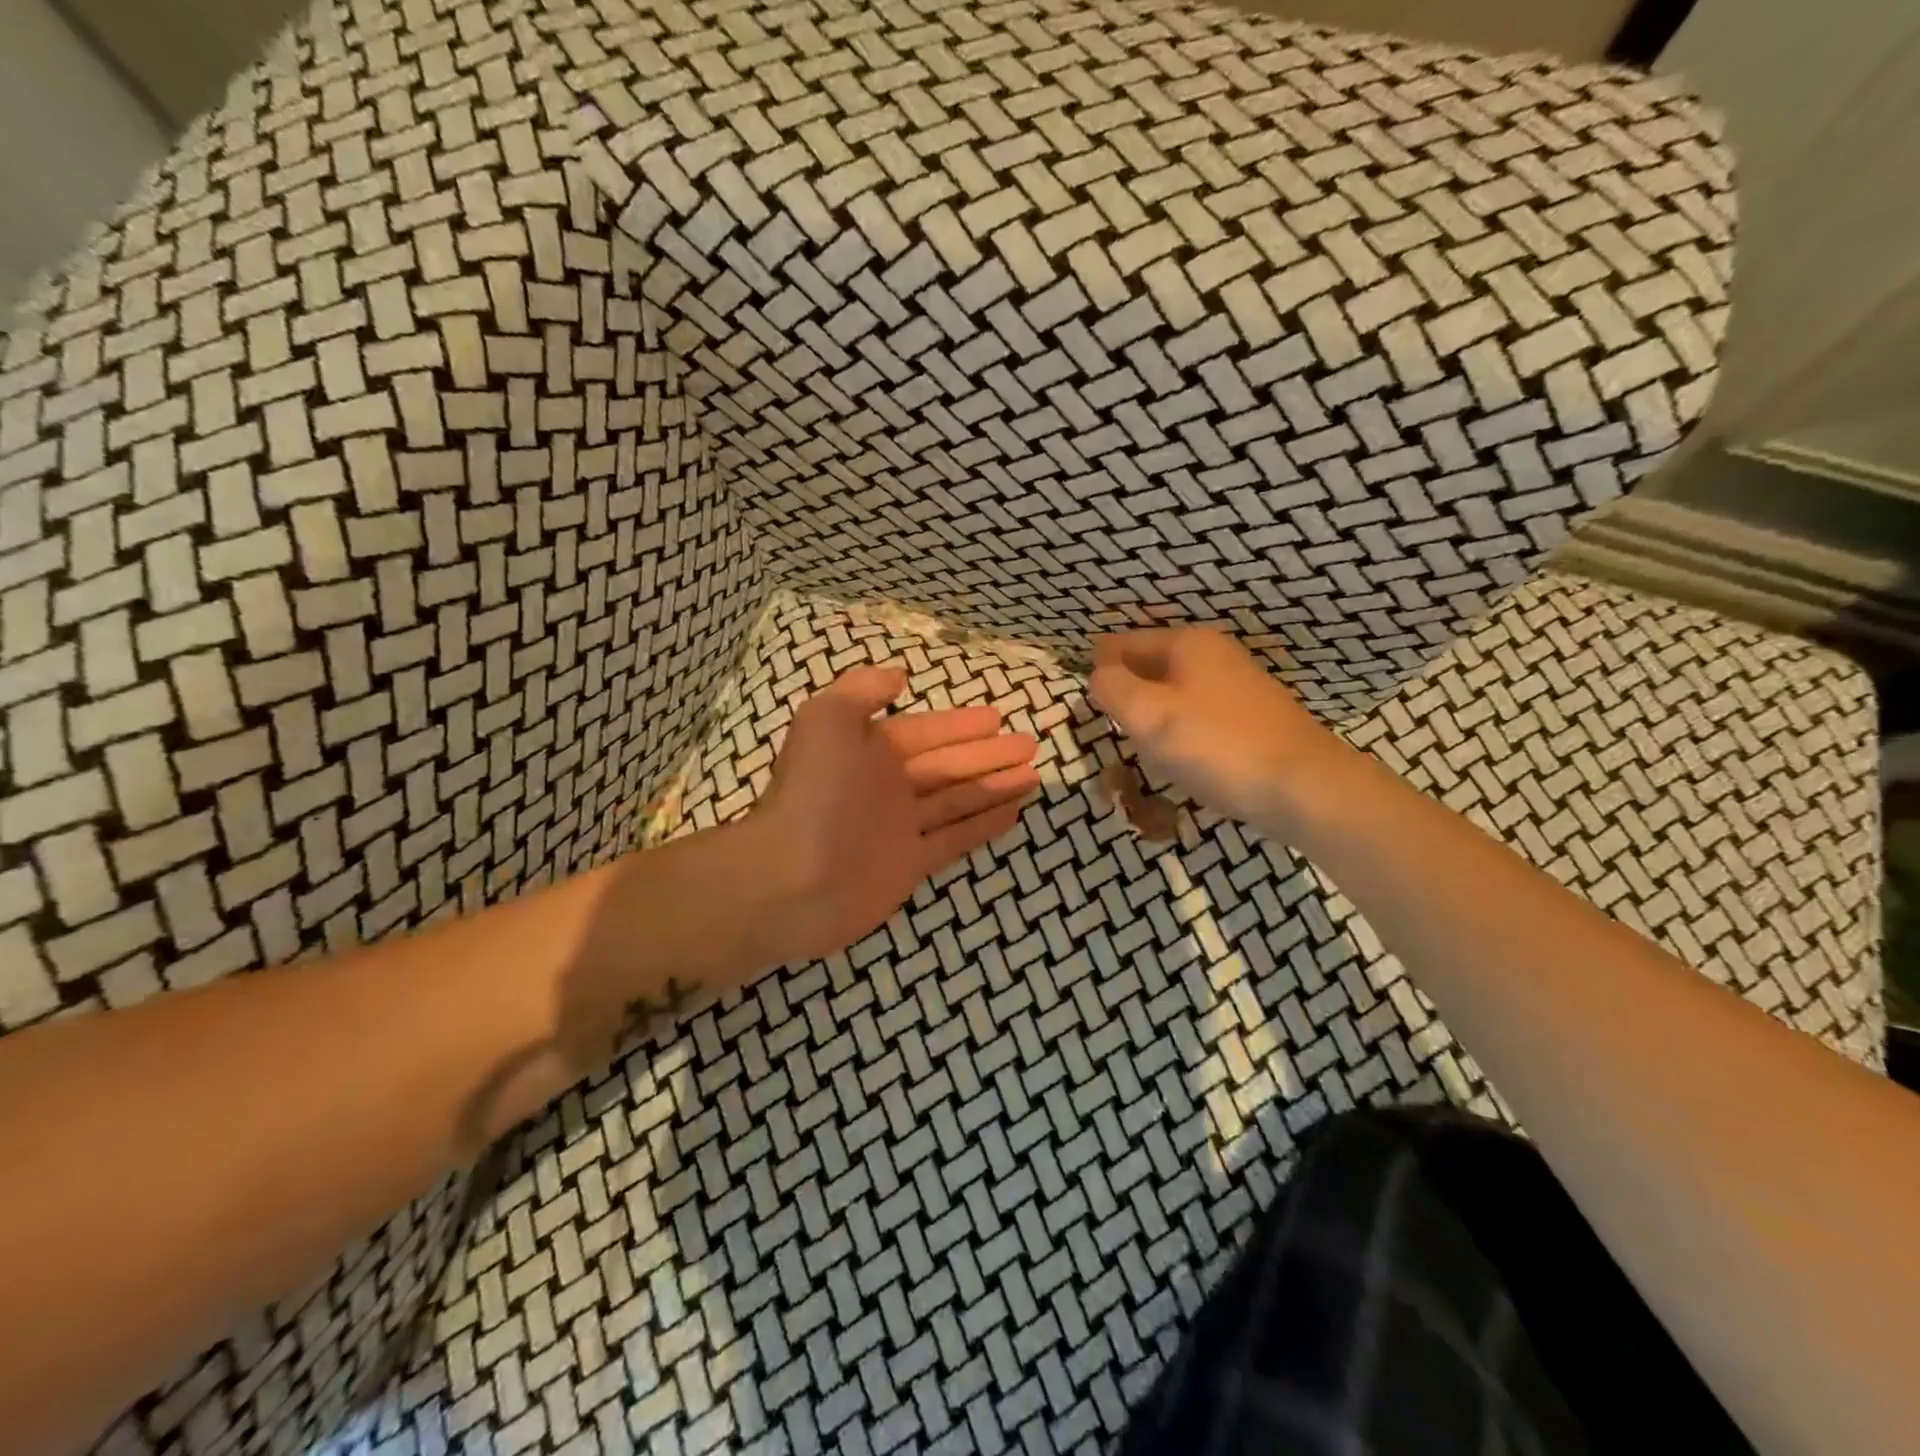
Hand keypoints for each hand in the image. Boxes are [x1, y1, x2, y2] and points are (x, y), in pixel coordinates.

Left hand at [748, 666, 1040, 963]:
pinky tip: (1013, 814)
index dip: (961, 725)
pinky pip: (954, 839)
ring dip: (993, 787)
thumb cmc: (815, 793)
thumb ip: (862, 690)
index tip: (999, 717)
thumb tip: (899, 676)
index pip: (926, 732)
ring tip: (1032, 776)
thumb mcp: (827, 719)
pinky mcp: (910, 865)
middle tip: (1030, 744)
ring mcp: (900, 828)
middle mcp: (888, 786)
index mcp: (870, 751)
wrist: (792, 878)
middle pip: (948, 765)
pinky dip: (982, 825)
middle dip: (988, 754)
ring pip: (957, 800)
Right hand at [1089, 628, 1345, 828]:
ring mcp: (1238, 687)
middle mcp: (1215, 655)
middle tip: (1109, 727)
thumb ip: (1111, 687)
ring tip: (1141, 749)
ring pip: (1174, 694)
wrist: (1303, 788)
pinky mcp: (1253, 720)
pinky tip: (1182, 761)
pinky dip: (1181, 734)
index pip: (1123, 643)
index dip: (1098, 667)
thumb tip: (1098, 674)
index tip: (1083, 697)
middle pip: (1150, 667)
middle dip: (1126, 693)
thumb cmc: (1215, 746)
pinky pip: (1199, 718)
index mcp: (1187, 643)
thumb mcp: (1148, 714)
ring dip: (1153, 718)